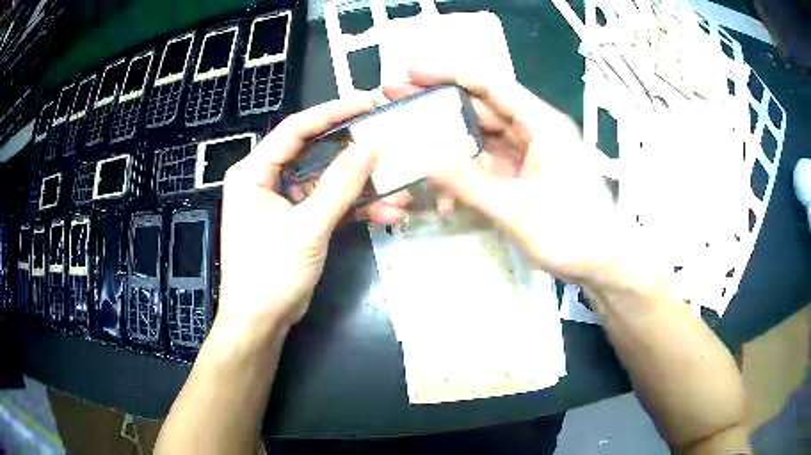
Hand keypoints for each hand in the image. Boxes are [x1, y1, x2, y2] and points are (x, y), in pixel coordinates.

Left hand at [216, 99, 407, 335]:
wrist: (261, 322)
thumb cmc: (270, 274)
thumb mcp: (307, 227)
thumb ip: (339, 185)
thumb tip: (370, 147)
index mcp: (254, 172)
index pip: (294, 129)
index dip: (331, 113)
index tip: (367, 103)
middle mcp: (266, 180)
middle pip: (315, 152)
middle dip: (354, 152)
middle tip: (389, 138)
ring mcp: (284, 201)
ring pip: (327, 182)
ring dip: (362, 188)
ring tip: (400, 188)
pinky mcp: (298, 221)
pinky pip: (329, 205)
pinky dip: (356, 209)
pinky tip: (388, 213)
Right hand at [384, 69, 635, 287]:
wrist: (603, 264)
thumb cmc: (571, 231)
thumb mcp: (516, 208)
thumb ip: (468, 182)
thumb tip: (424, 158)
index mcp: (540, 124)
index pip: (490, 85)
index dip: (449, 74)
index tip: (411, 74)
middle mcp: (533, 132)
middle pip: (480, 110)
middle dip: (438, 109)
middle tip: (397, 105)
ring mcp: (528, 157)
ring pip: (481, 141)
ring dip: (449, 151)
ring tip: (411, 155)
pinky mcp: (524, 179)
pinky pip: (488, 169)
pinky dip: (466, 179)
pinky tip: (445, 199)